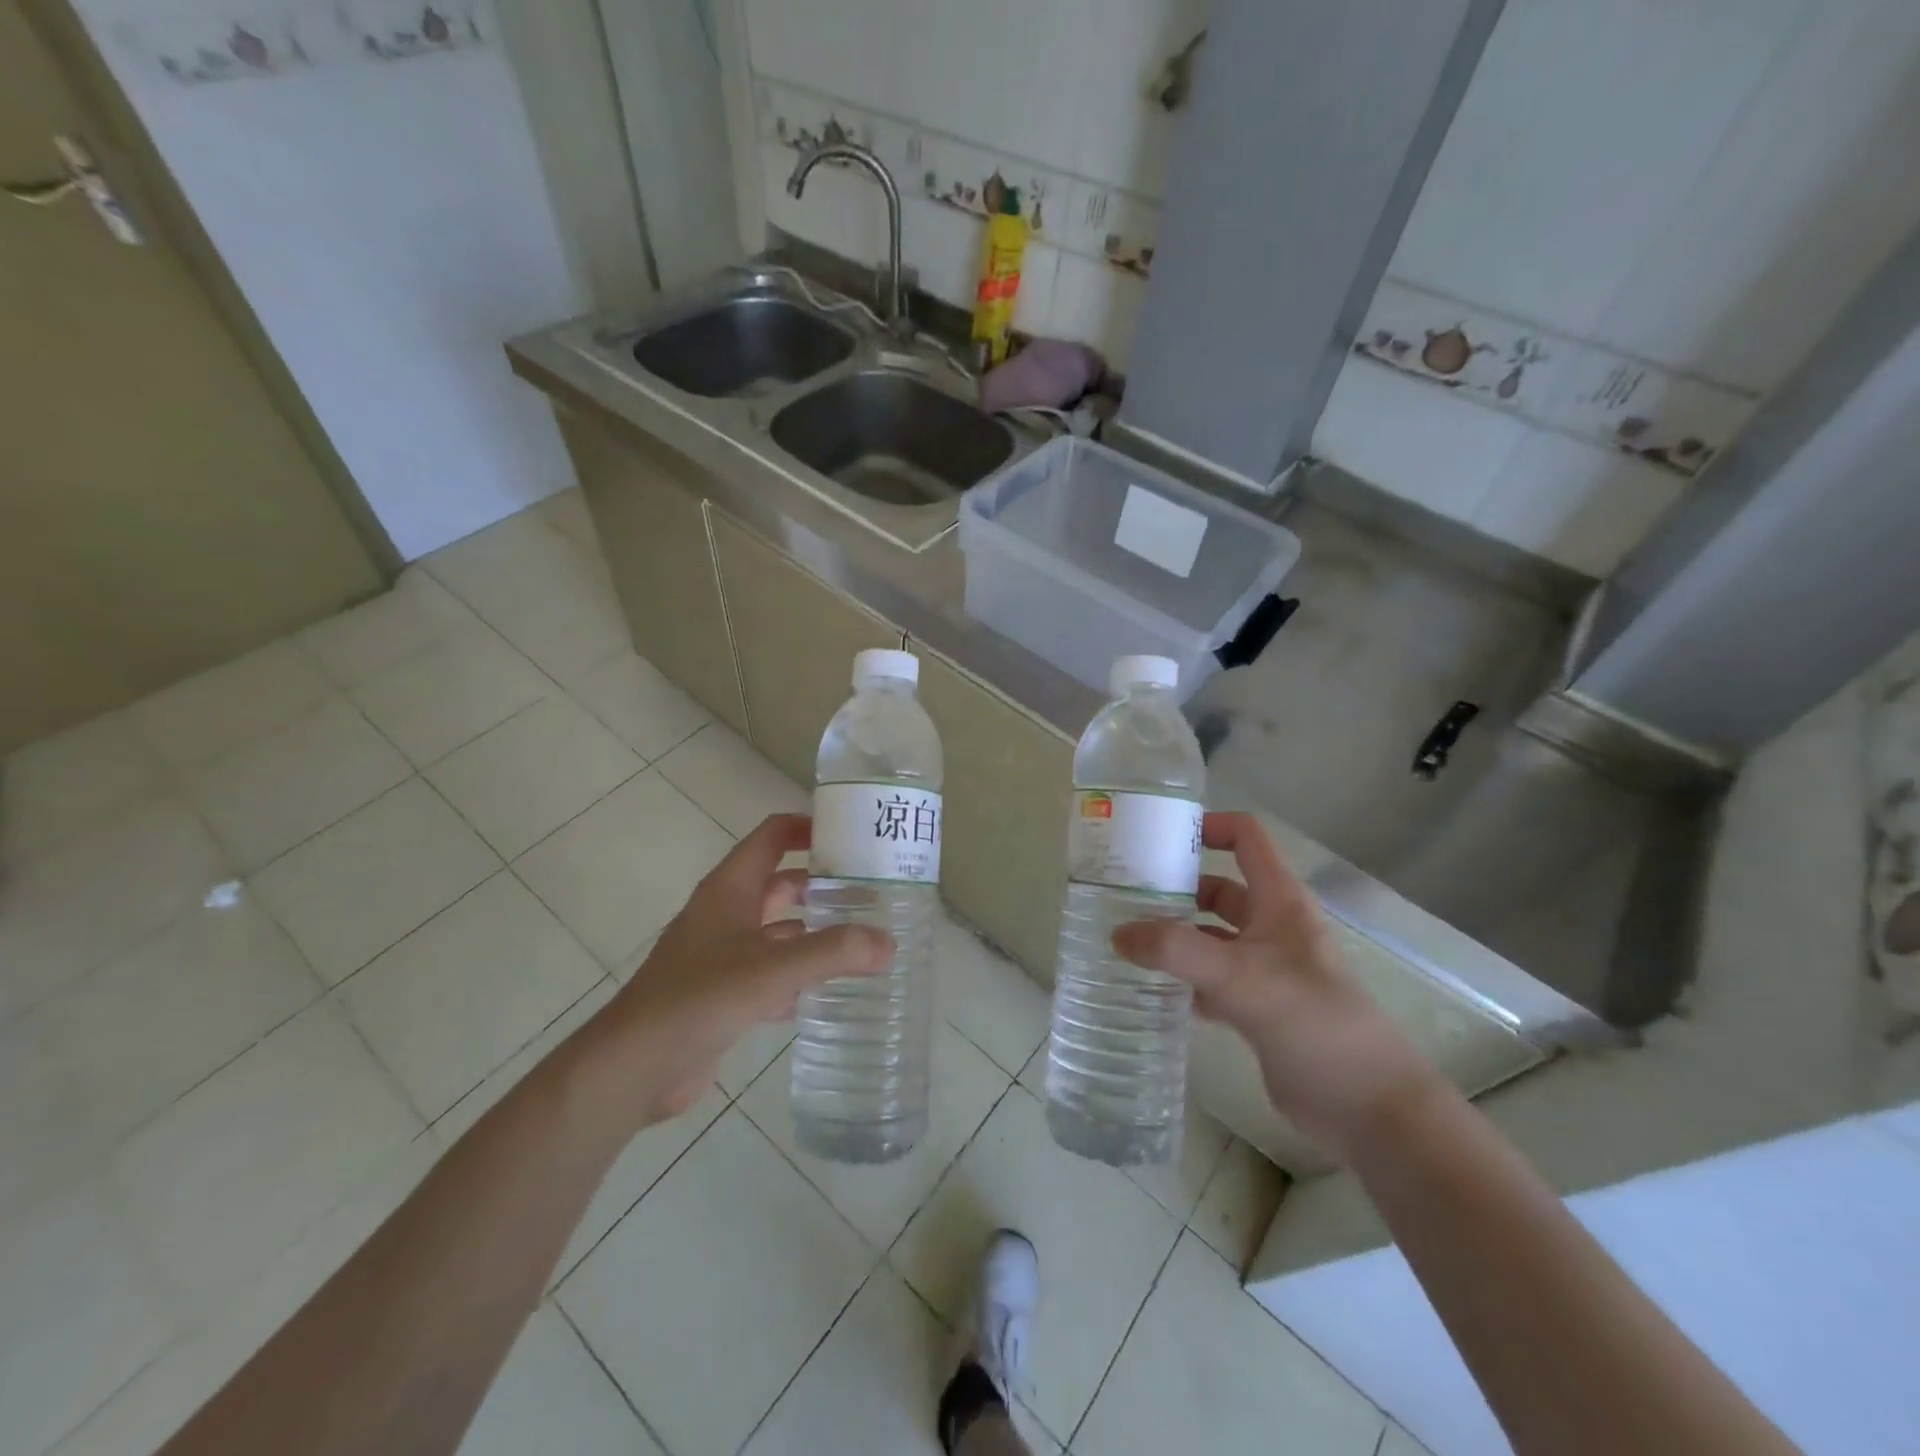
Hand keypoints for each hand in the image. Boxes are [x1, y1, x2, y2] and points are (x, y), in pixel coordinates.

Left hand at [582, 814, 893, 1127]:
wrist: (634, 1067)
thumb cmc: (698, 998)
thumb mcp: (772, 969)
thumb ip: (833, 952)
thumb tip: (889, 943)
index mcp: (730, 889)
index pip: (772, 836)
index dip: (808, 827)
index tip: (853, 835)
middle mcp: (726, 914)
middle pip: (781, 884)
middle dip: (823, 885)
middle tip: (873, 893)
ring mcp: (723, 955)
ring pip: (779, 932)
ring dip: (815, 933)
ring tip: (864, 940)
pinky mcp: (723, 994)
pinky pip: (771, 974)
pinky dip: (800, 977)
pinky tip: (832, 991)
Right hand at [1111, 812, 1441, 1158]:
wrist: (1369, 1107)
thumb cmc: (1314, 1022)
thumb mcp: (1241, 978)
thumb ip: (1176, 952)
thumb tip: (1117, 934)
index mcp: (1280, 901)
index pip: (1246, 838)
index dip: (1208, 826)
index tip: (1157, 838)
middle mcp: (1272, 927)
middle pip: (1219, 888)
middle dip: (1176, 887)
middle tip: (1122, 894)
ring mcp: (1265, 969)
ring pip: (1211, 937)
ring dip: (1174, 936)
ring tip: (1125, 939)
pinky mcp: (1258, 1008)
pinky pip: (1211, 981)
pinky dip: (1183, 980)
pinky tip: (1150, 988)